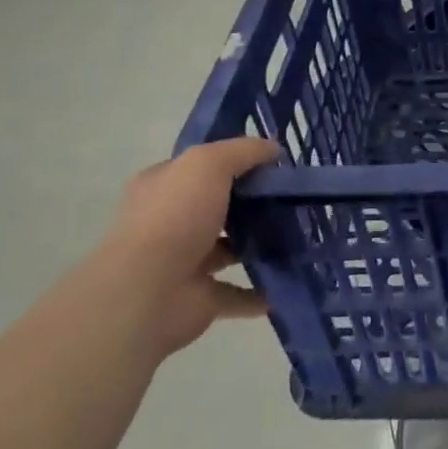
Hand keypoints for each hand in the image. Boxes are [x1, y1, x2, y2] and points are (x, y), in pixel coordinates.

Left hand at [98, 138, 279, 354]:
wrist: (146, 293)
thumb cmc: (175, 216)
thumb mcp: (209, 163)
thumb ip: (244, 151)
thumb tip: (274, 150)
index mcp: (163, 187)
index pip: (200, 166)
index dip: (235, 160)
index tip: (275, 161)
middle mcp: (169, 222)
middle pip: (218, 206)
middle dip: (253, 202)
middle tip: (295, 196)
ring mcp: (183, 262)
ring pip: (229, 248)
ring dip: (259, 244)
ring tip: (301, 234)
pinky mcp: (199, 298)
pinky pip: (237, 293)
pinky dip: (260, 291)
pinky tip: (290, 279)